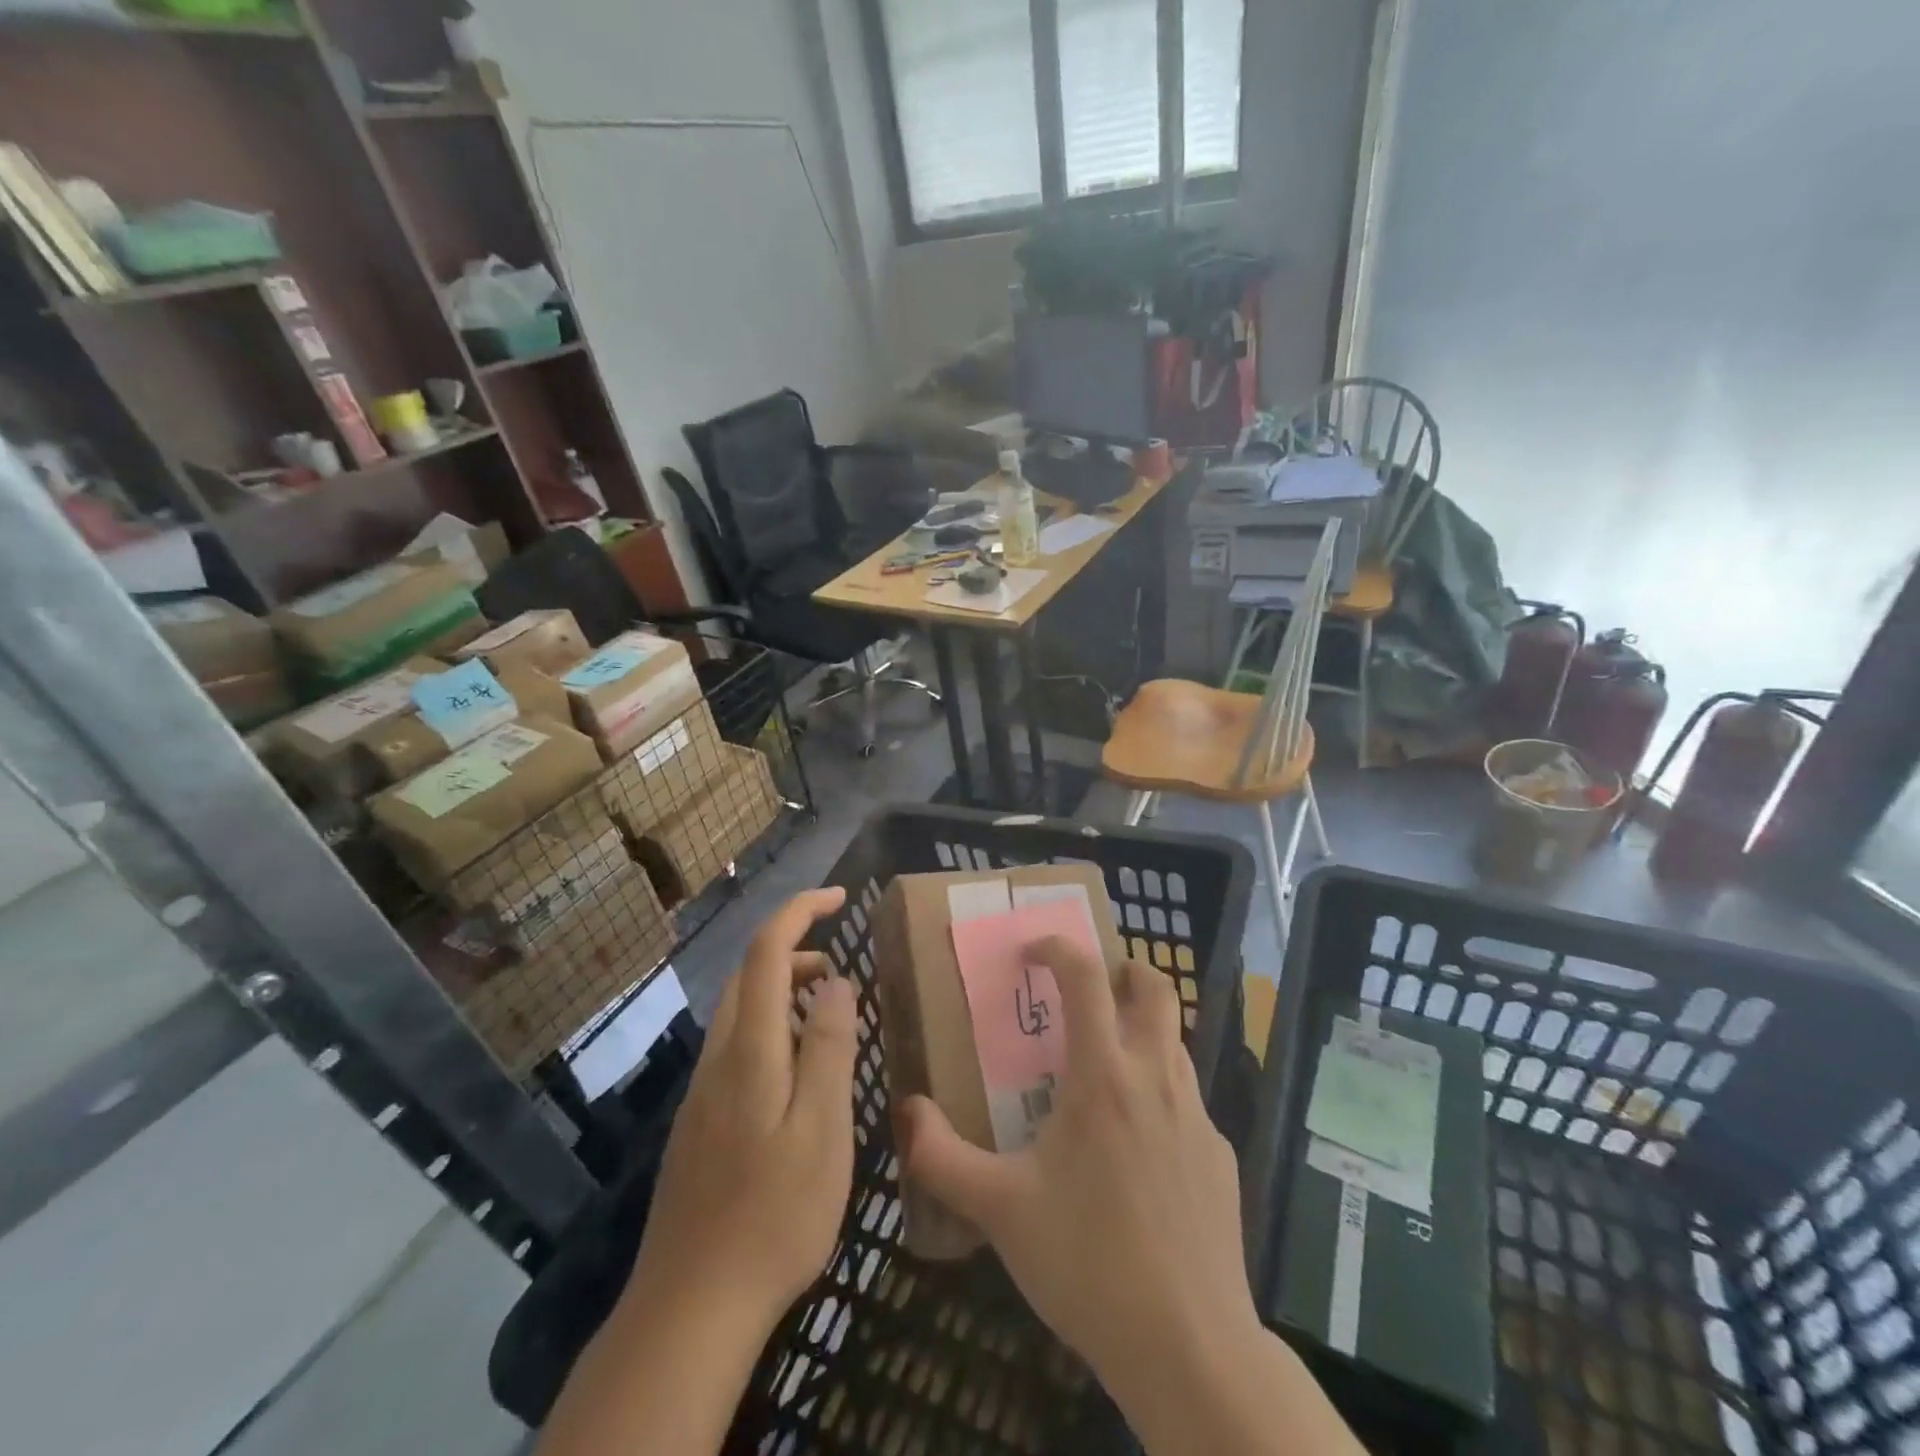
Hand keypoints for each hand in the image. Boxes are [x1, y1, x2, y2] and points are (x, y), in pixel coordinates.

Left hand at [538, 889, 859, 1455]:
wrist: (690, 1307)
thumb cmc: (773, 1214)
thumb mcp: (822, 1129)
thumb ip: (828, 1048)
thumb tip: (836, 981)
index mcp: (749, 1049)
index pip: (767, 951)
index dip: (800, 911)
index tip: (840, 898)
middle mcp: (719, 1058)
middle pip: (749, 975)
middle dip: (794, 947)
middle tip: (842, 961)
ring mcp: (703, 1092)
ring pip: (741, 1012)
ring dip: (782, 989)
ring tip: (828, 1008)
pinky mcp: (700, 1123)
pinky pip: (737, 1047)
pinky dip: (771, 1027)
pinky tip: (796, 1071)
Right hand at [900, 935, 1253, 1391]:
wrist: (1189, 1346)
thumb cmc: (1087, 1262)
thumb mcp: (999, 1209)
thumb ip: (941, 1157)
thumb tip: (905, 1110)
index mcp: (1103, 1074)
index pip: (1086, 976)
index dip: (1058, 948)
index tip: (1032, 952)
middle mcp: (1155, 1078)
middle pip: (1156, 988)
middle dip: (1122, 971)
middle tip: (1088, 989)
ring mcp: (1197, 1116)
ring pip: (1174, 1042)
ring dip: (1141, 1032)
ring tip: (1104, 1067)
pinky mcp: (1219, 1155)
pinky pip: (1187, 1101)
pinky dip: (1159, 1095)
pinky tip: (1136, 1148)